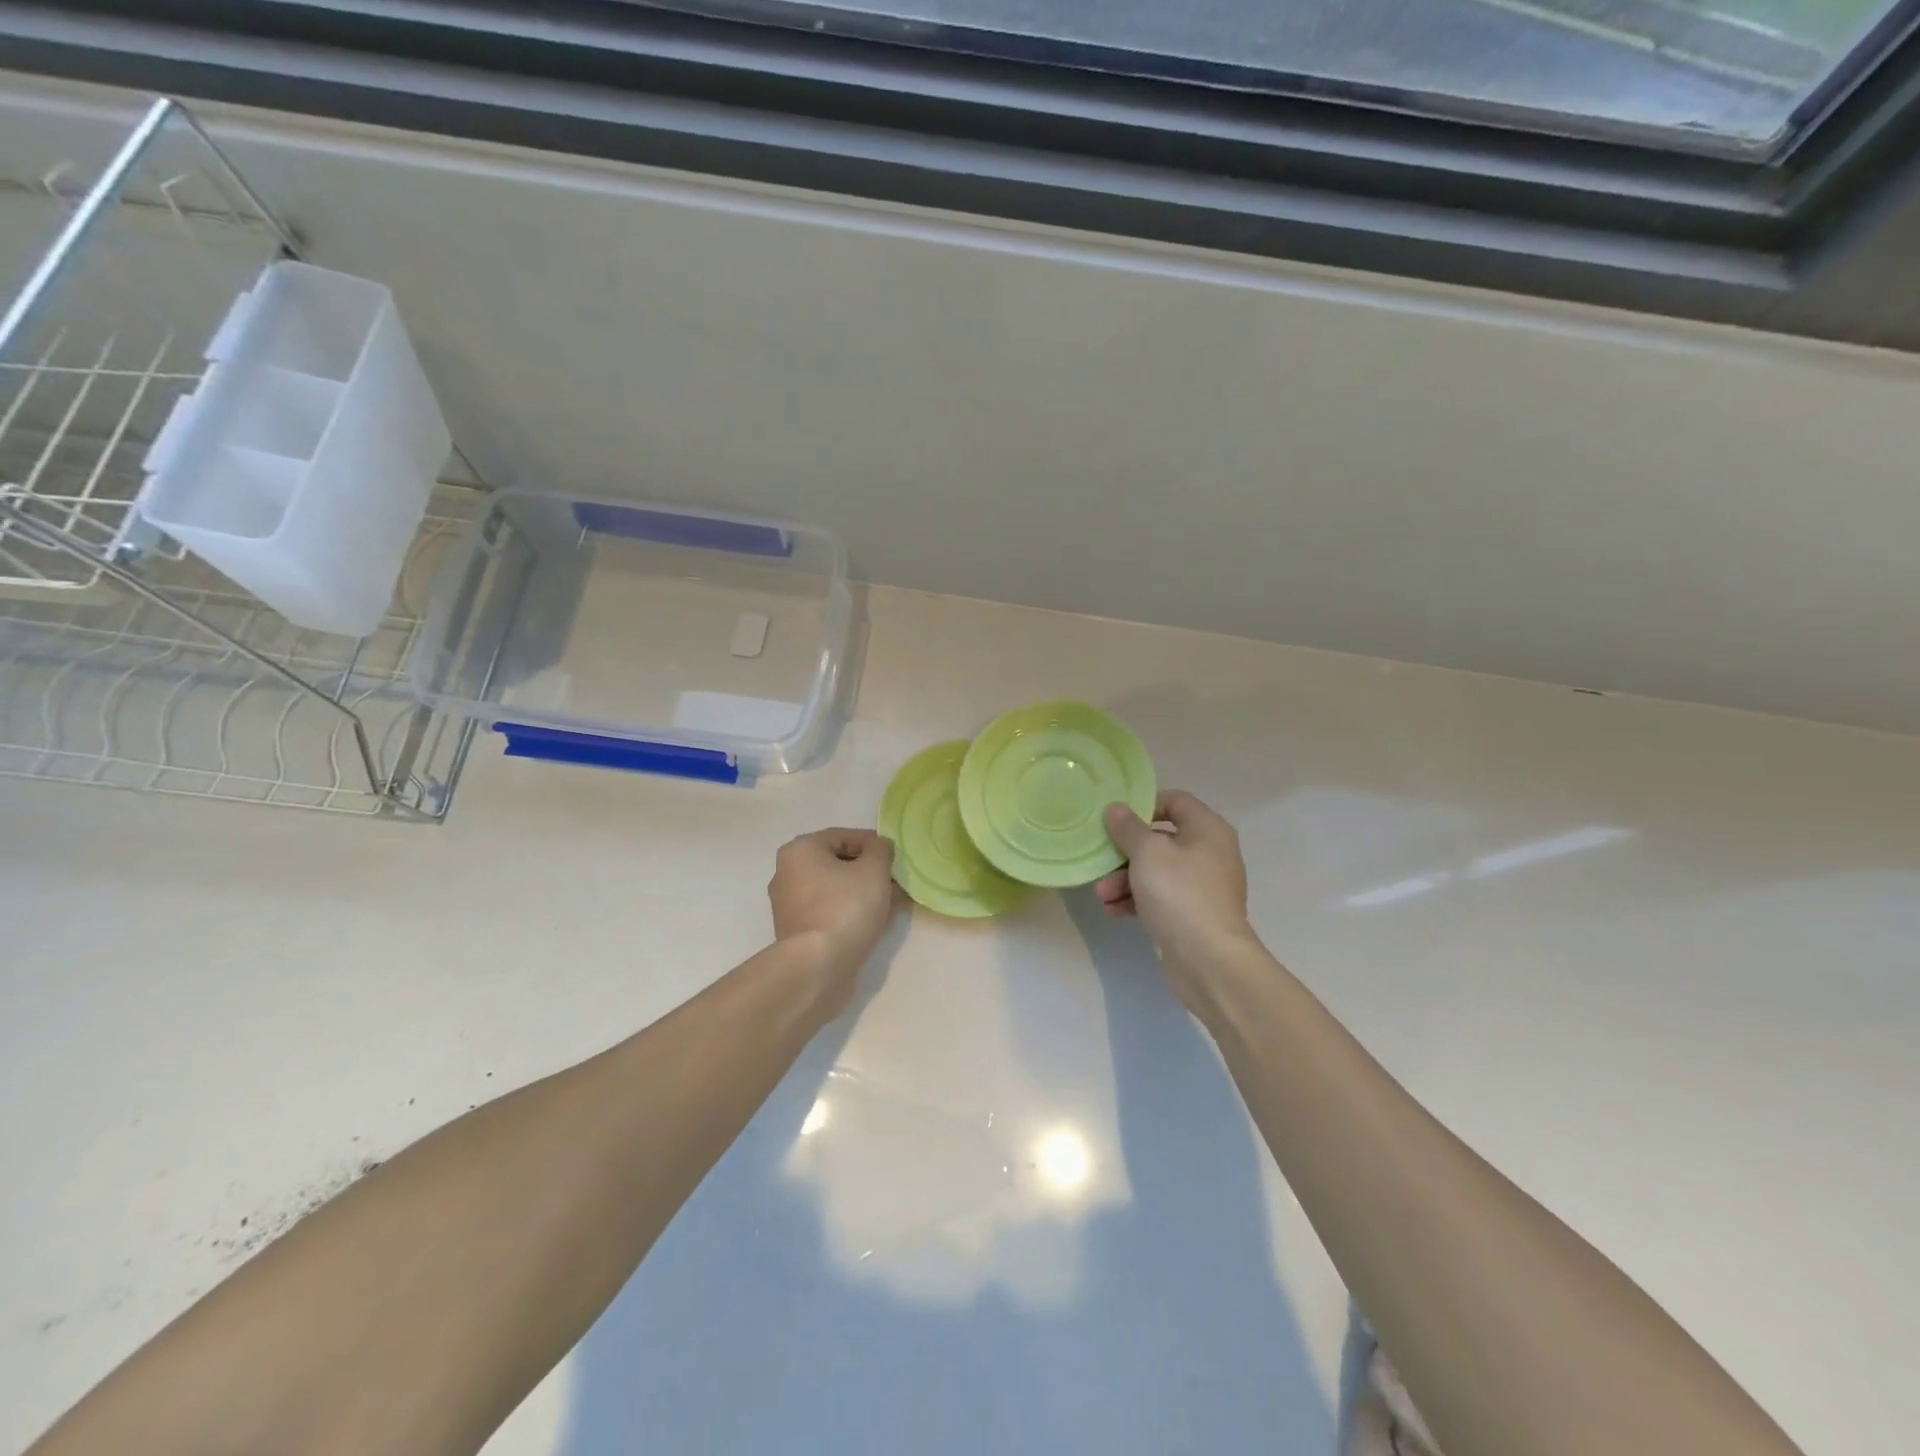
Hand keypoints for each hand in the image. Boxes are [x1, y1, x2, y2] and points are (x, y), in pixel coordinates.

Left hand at [768, 828, 901, 1007]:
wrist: (818, 966)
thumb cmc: (845, 907)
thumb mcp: (874, 869)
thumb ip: (881, 850)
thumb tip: (879, 847)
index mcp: (800, 851)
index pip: (843, 836)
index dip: (873, 844)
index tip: (895, 857)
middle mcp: (788, 874)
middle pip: (838, 864)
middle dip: (870, 871)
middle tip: (896, 882)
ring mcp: (790, 906)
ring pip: (835, 890)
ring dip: (863, 893)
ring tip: (893, 904)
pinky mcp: (798, 933)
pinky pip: (830, 913)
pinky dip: (852, 913)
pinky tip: (877, 922)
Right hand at [1096, 791, 1259, 1007]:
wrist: (1209, 960)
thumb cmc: (1179, 894)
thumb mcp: (1147, 853)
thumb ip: (1129, 828)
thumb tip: (1117, 809)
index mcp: (1207, 829)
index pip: (1175, 801)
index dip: (1144, 805)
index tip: (1116, 819)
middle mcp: (1210, 853)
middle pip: (1161, 839)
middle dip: (1126, 852)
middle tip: (1102, 861)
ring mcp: (1203, 886)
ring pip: (1157, 871)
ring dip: (1125, 879)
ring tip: (1101, 895)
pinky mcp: (1193, 914)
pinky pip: (1161, 897)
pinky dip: (1137, 900)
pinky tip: (1112, 911)